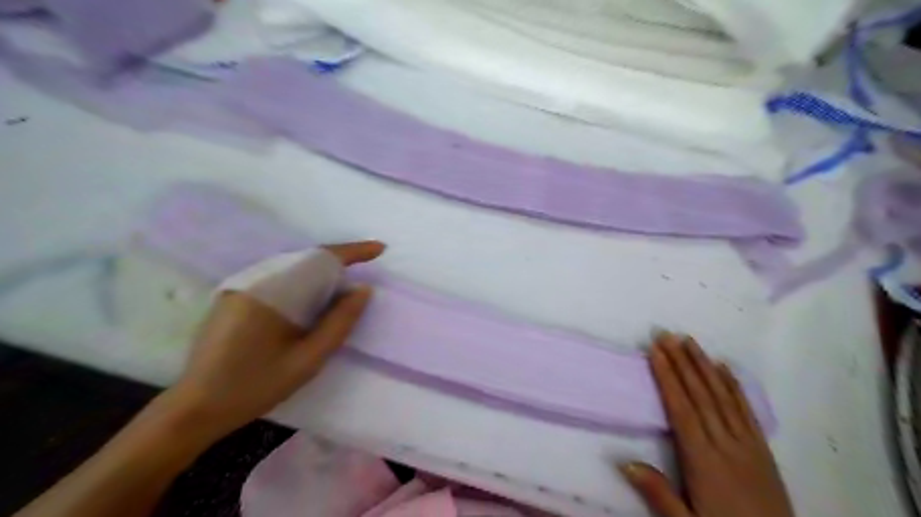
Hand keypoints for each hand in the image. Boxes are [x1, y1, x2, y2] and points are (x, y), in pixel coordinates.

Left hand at [164, 240, 382, 439]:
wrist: (195, 410)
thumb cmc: (254, 387)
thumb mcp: (307, 360)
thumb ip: (339, 323)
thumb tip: (363, 290)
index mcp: (268, 293)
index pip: (318, 260)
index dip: (352, 252)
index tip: (379, 249)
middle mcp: (251, 281)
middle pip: (304, 259)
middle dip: (337, 262)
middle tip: (366, 268)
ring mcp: (239, 288)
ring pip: (291, 268)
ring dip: (320, 272)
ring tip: (344, 284)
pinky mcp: (234, 298)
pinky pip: (277, 279)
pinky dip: (302, 282)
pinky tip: (312, 298)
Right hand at [621, 335, 795, 516]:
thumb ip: (658, 493)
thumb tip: (625, 461)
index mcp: (702, 460)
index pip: (681, 409)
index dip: (667, 377)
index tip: (655, 351)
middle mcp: (725, 444)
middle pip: (700, 395)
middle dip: (682, 362)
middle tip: (667, 335)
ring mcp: (747, 444)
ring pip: (722, 396)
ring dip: (704, 366)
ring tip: (690, 341)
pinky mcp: (762, 448)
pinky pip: (746, 411)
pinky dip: (734, 386)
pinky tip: (725, 368)